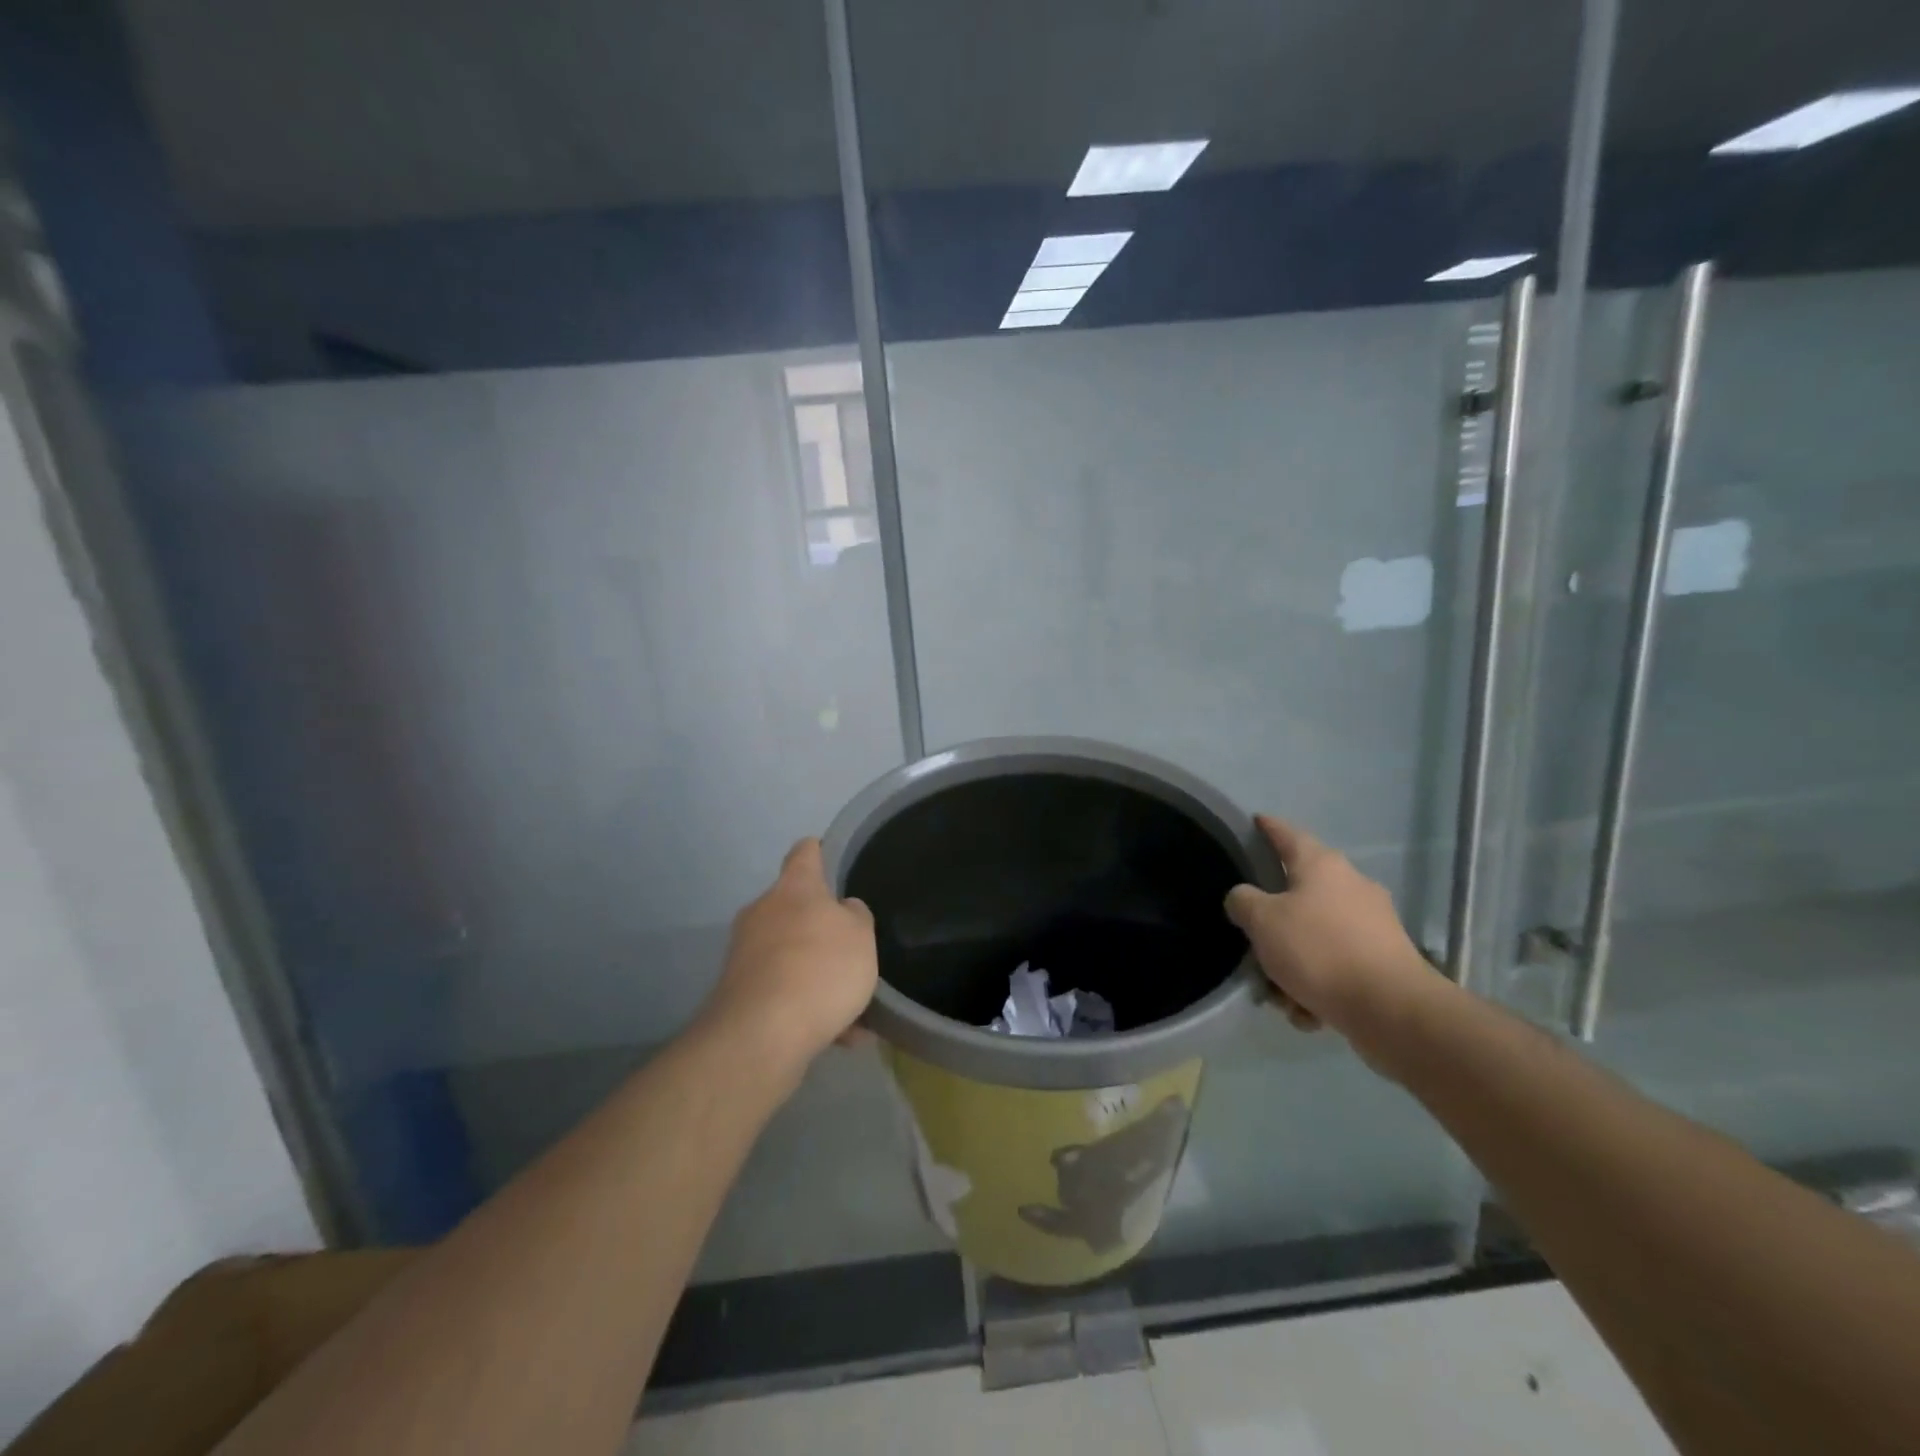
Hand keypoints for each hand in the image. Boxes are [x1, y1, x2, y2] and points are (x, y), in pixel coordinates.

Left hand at [699, 839, 878, 1081]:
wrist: (761, 1035)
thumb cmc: (820, 968)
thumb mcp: (861, 936)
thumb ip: (856, 917)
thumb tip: (842, 910)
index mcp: (794, 888)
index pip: (805, 853)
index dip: (819, 851)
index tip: (829, 856)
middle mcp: (763, 912)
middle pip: (795, 908)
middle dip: (821, 928)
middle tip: (852, 950)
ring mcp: (745, 954)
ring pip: (791, 957)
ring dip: (818, 976)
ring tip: (855, 1009)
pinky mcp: (738, 994)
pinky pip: (783, 993)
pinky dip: (808, 1008)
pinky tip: (840, 1037)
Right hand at [1224, 815, 1432, 1039]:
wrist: (1391, 1009)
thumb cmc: (1319, 950)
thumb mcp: (1262, 922)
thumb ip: (1243, 902)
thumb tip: (1244, 898)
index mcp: (1322, 866)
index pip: (1287, 834)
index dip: (1268, 827)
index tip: (1256, 820)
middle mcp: (1351, 885)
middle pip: (1299, 894)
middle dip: (1274, 923)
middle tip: (1254, 944)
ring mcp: (1372, 923)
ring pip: (1315, 936)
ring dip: (1293, 963)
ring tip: (1280, 994)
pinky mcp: (1384, 960)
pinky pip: (1336, 965)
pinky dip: (1318, 985)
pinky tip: (1308, 1011)